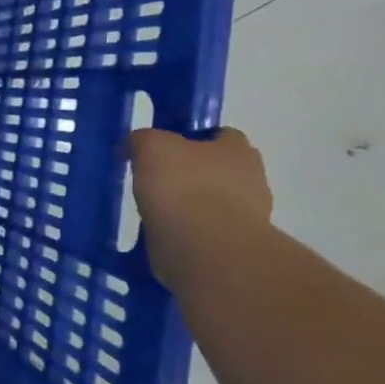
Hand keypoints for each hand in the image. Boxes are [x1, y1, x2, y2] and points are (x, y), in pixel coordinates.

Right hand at [130, 127, 272, 262]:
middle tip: (154, 179)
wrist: (204, 249)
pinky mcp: (230, 248)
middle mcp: (251, 181)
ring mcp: (245, 218)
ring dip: (186, 206)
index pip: (219, 135)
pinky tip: (159, 233)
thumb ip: (142, 139)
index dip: (191, 138)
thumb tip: (133, 146)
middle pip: (215, 170)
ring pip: (208, 203)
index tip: (163, 149)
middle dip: (189, 174)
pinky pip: (201, 232)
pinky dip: (183, 232)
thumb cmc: (183, 186)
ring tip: (151, 210)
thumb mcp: (151, 145)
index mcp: (239, 150)